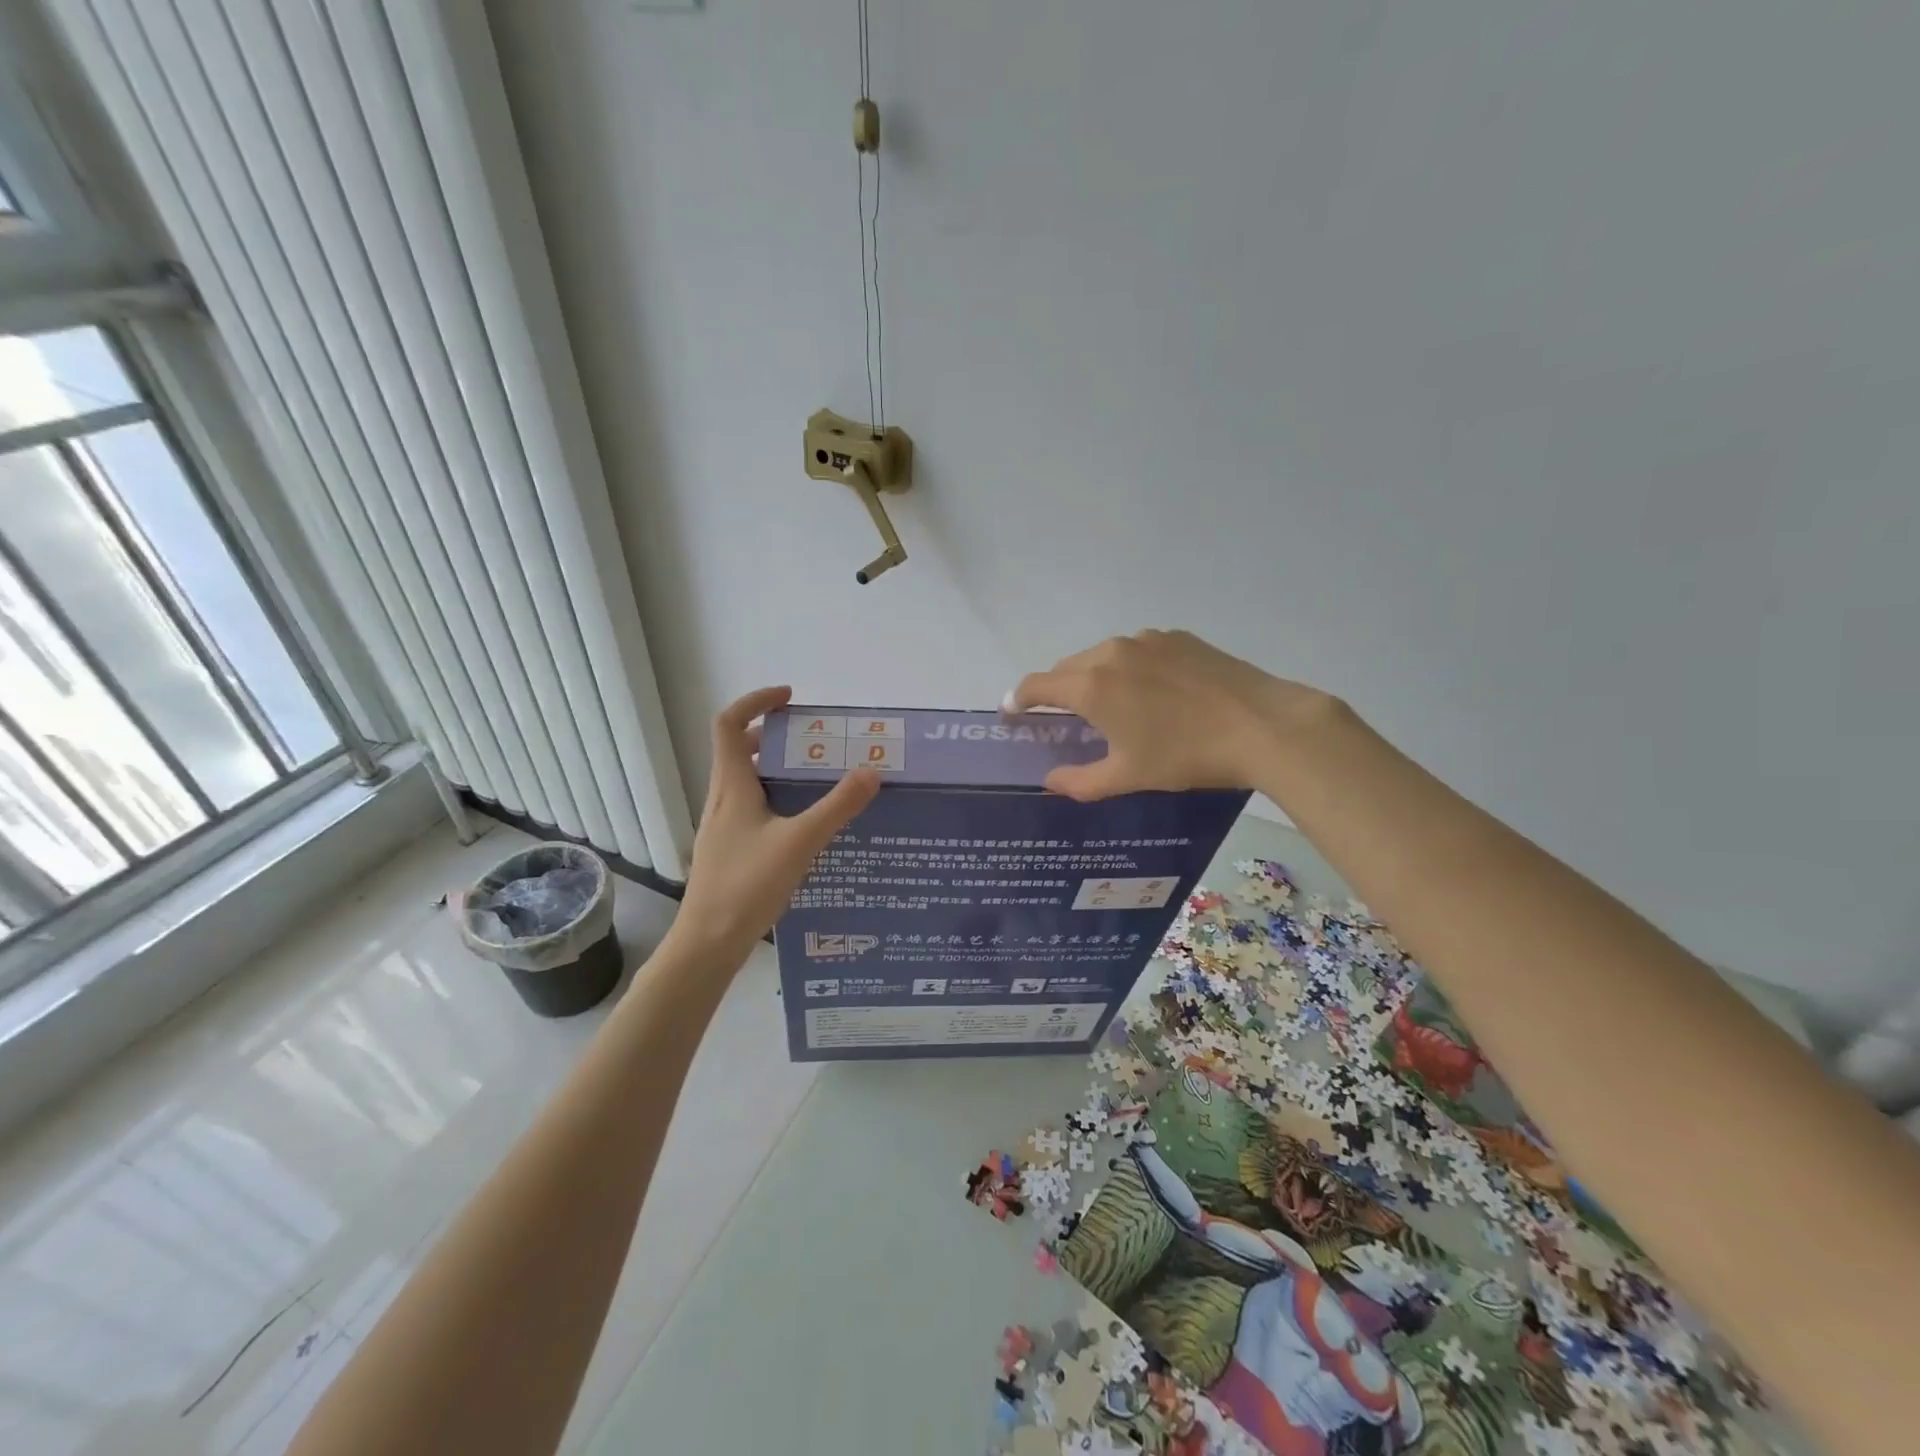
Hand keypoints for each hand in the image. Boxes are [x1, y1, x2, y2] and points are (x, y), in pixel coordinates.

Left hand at [669, 687, 879, 961]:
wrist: (708, 943)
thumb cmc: (747, 885)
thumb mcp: (800, 842)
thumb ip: (837, 806)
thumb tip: (872, 771)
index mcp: (731, 786)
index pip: (730, 724)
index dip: (755, 701)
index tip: (790, 699)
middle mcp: (722, 799)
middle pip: (739, 750)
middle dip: (775, 736)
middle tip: (814, 741)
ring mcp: (723, 826)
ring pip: (747, 781)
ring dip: (777, 769)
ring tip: (817, 778)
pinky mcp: (729, 849)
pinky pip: (753, 807)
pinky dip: (777, 798)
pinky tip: (804, 824)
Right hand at [1009, 630, 1336, 799]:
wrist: (1260, 725)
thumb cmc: (1185, 755)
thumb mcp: (1127, 776)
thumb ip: (1079, 781)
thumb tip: (1049, 781)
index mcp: (1091, 685)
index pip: (1036, 685)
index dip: (1018, 698)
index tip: (1011, 710)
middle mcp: (1110, 652)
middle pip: (1067, 667)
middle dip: (1058, 690)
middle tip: (1065, 717)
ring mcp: (1146, 639)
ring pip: (1102, 655)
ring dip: (1094, 676)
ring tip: (1112, 704)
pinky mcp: (1177, 637)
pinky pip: (1137, 650)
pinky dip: (1129, 667)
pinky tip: (1152, 691)